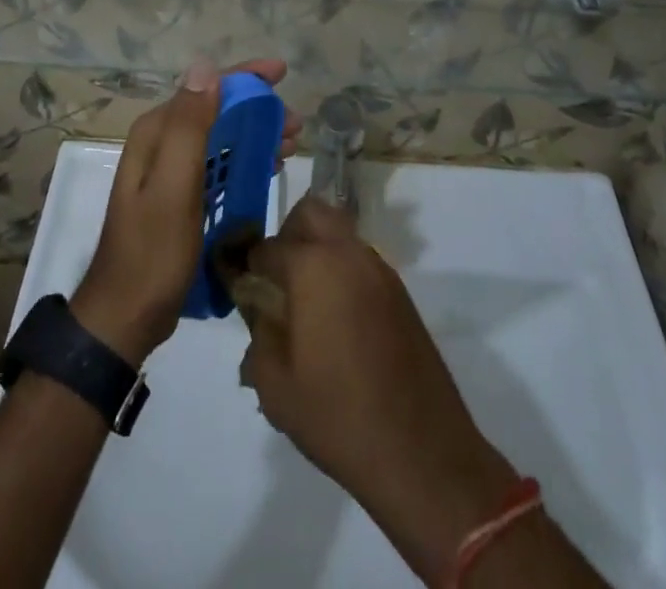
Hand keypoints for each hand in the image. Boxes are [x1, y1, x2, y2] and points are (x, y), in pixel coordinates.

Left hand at [72, 59, 298, 365]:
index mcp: (156, 132)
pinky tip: (267, 170)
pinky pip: (218, 166)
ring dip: (255, 135)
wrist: (126, 316)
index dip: (244, 77)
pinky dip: (244, 162)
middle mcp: (160, 143)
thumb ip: (189, 126)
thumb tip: (205, 66)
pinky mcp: (179, 197)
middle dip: (256, 109)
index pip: (205, 88)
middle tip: (296, 123)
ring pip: (219, 138)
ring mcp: (169, 171)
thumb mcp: (174, 185)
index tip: (282, 72)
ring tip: (291, 145)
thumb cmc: (153, 251)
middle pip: (215, 111)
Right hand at [238, 197, 517, 582]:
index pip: (268, 247)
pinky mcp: (400, 293)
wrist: (421, 452)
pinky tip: (337, 320)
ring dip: (319, 250)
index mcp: (312, 267)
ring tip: (307, 301)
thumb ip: (258, 336)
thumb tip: (260, 311)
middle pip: (311, 213)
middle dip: (288, 234)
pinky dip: (343, 272)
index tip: (244, 288)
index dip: (250, 266)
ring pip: (340, 233)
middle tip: (278, 277)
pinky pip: (361, 261)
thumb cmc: (338, 416)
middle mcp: (347, 254)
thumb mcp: (276, 385)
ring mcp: (380, 270)